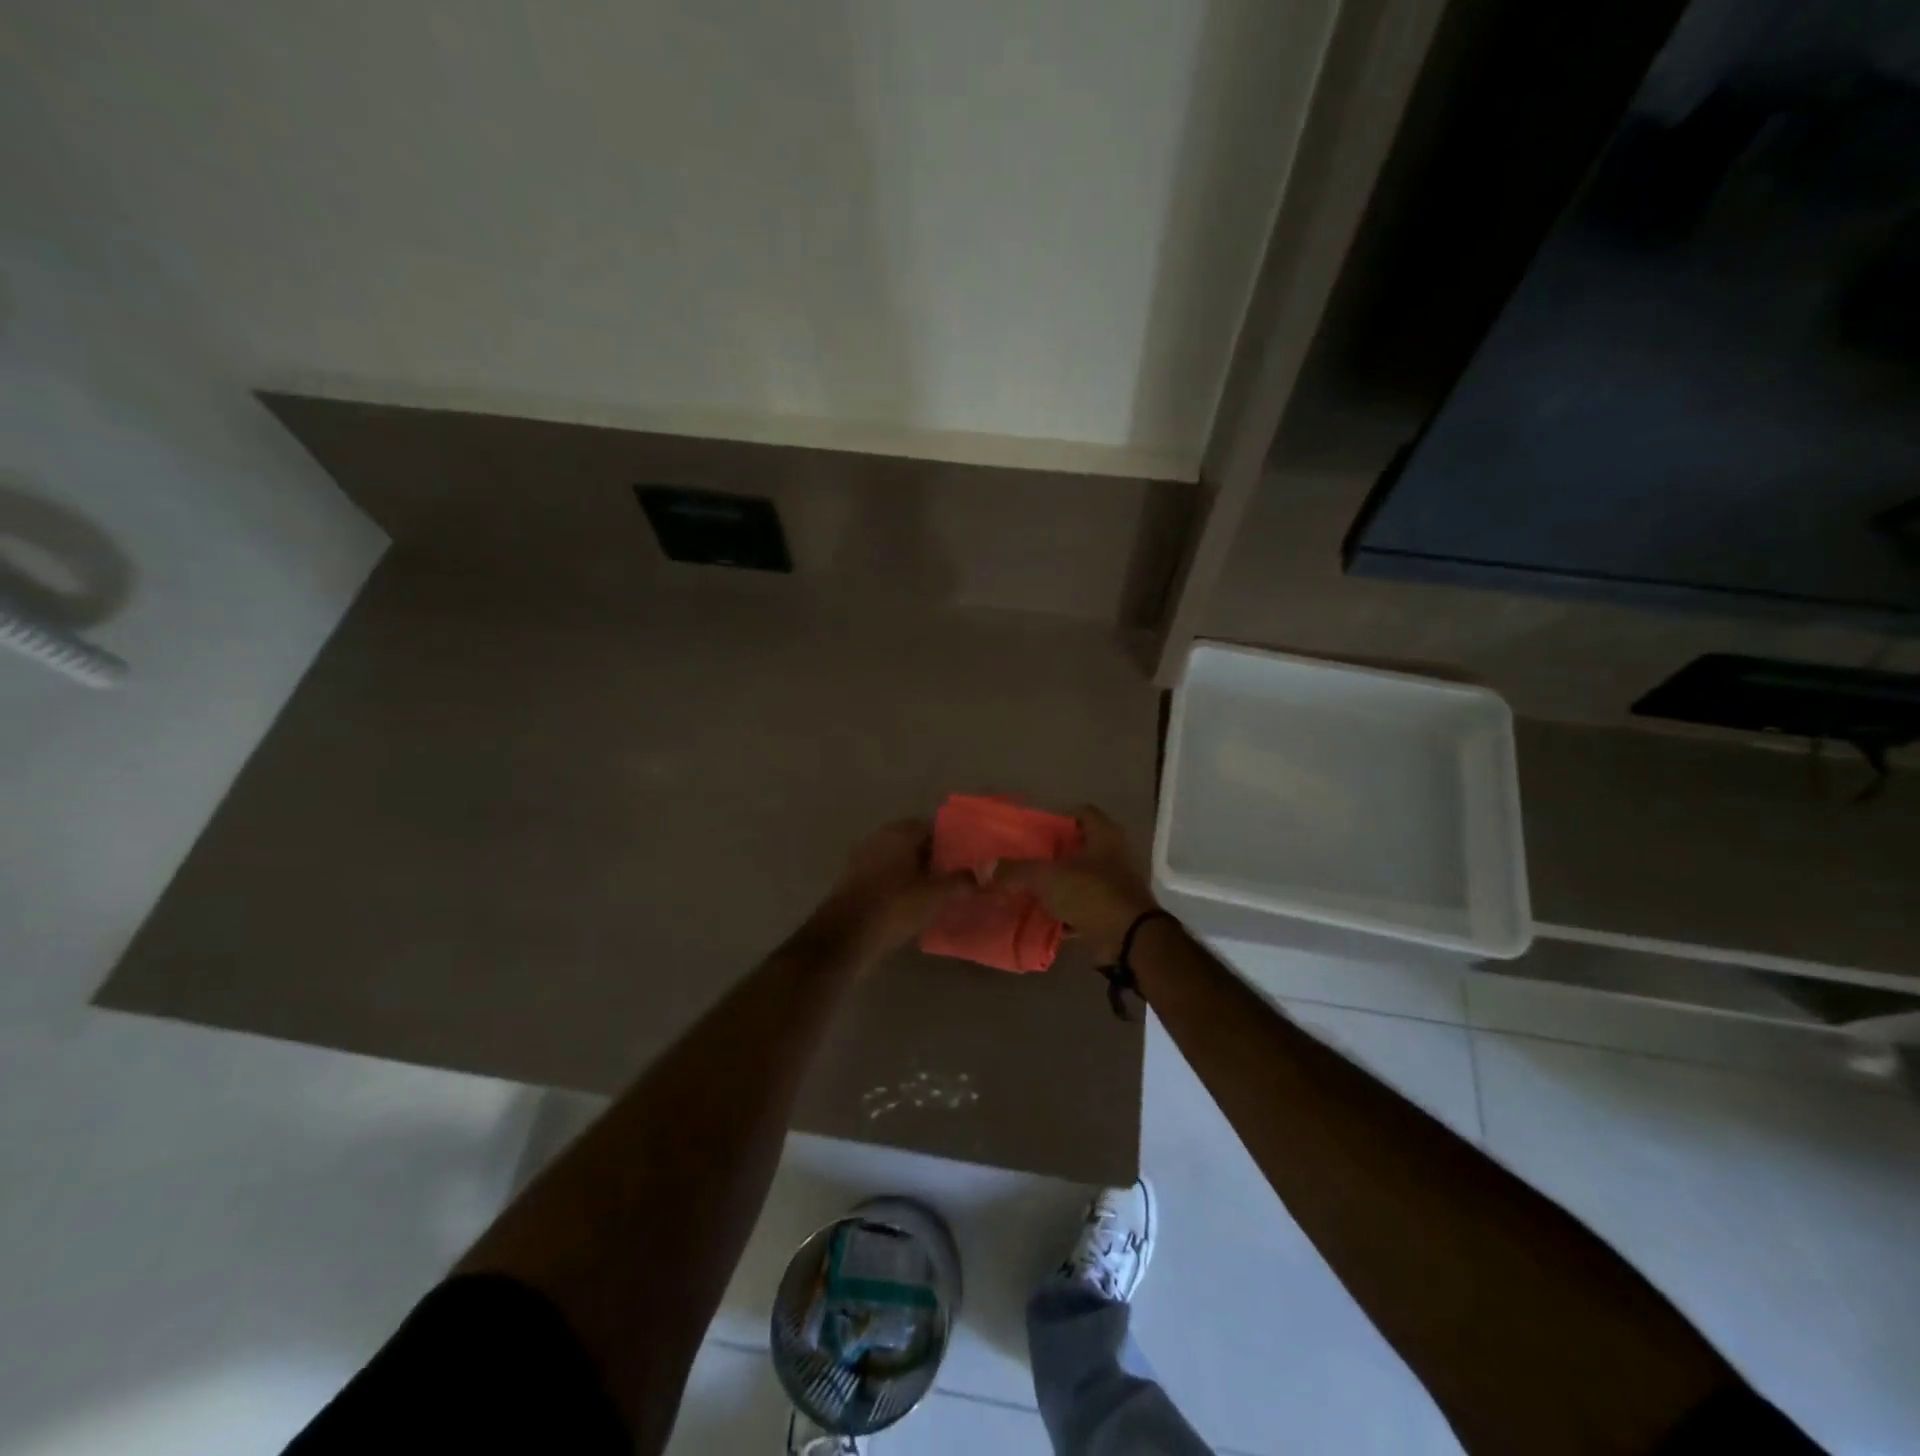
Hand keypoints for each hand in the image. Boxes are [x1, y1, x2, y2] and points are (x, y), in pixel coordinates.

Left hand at [808, 820, 968, 965]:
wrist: (845, 936)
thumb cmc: (893, 907)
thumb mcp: (934, 896)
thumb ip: (960, 882)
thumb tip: (983, 876)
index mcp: (900, 833)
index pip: (934, 828)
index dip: (954, 842)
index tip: (970, 859)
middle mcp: (880, 838)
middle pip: (916, 843)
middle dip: (936, 858)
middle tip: (958, 876)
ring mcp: (864, 858)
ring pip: (900, 859)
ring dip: (918, 872)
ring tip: (940, 891)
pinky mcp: (854, 879)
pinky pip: (886, 875)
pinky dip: (901, 884)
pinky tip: (915, 903)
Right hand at [996, 805, 1158, 962]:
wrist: (1130, 941)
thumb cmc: (1092, 894)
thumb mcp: (1048, 878)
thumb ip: (1017, 871)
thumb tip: (986, 868)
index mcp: (1104, 836)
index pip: (1082, 813)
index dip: (1058, 817)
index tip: (1034, 829)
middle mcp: (1114, 856)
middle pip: (1079, 847)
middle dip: (1053, 854)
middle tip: (1025, 859)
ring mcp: (1116, 886)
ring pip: (1080, 879)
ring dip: (1058, 885)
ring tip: (1028, 889)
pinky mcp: (1113, 913)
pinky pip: (1083, 907)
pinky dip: (1065, 912)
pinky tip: (1043, 918)